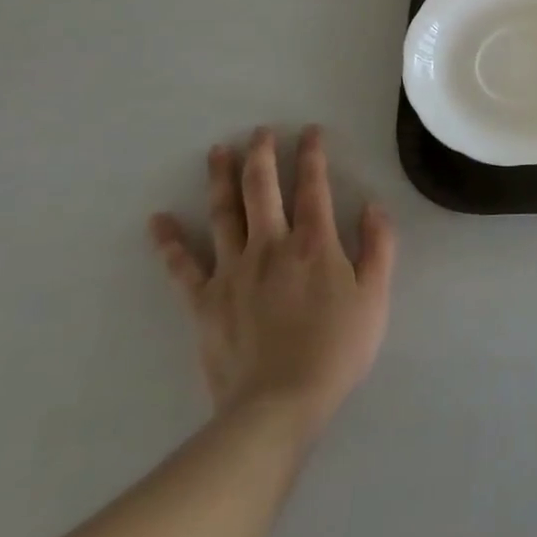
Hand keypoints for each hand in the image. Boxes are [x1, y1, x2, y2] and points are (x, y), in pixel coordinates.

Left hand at [149, 125, 396, 430]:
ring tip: (218, 151)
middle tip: (260, 131)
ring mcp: (233, 271)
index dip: (312, 154)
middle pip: (263, 188)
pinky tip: (158, 220)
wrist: (279, 404)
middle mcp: (271, 245)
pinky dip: (169, 242)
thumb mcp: (375, 296)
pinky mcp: (204, 302)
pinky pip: (182, 267)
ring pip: (224, 214)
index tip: (309, 131)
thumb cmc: (337, 349)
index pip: (314, 185)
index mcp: (315, 242)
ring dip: (220, 179)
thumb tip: (372, 205)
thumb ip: (378, 246)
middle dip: (262, 154)